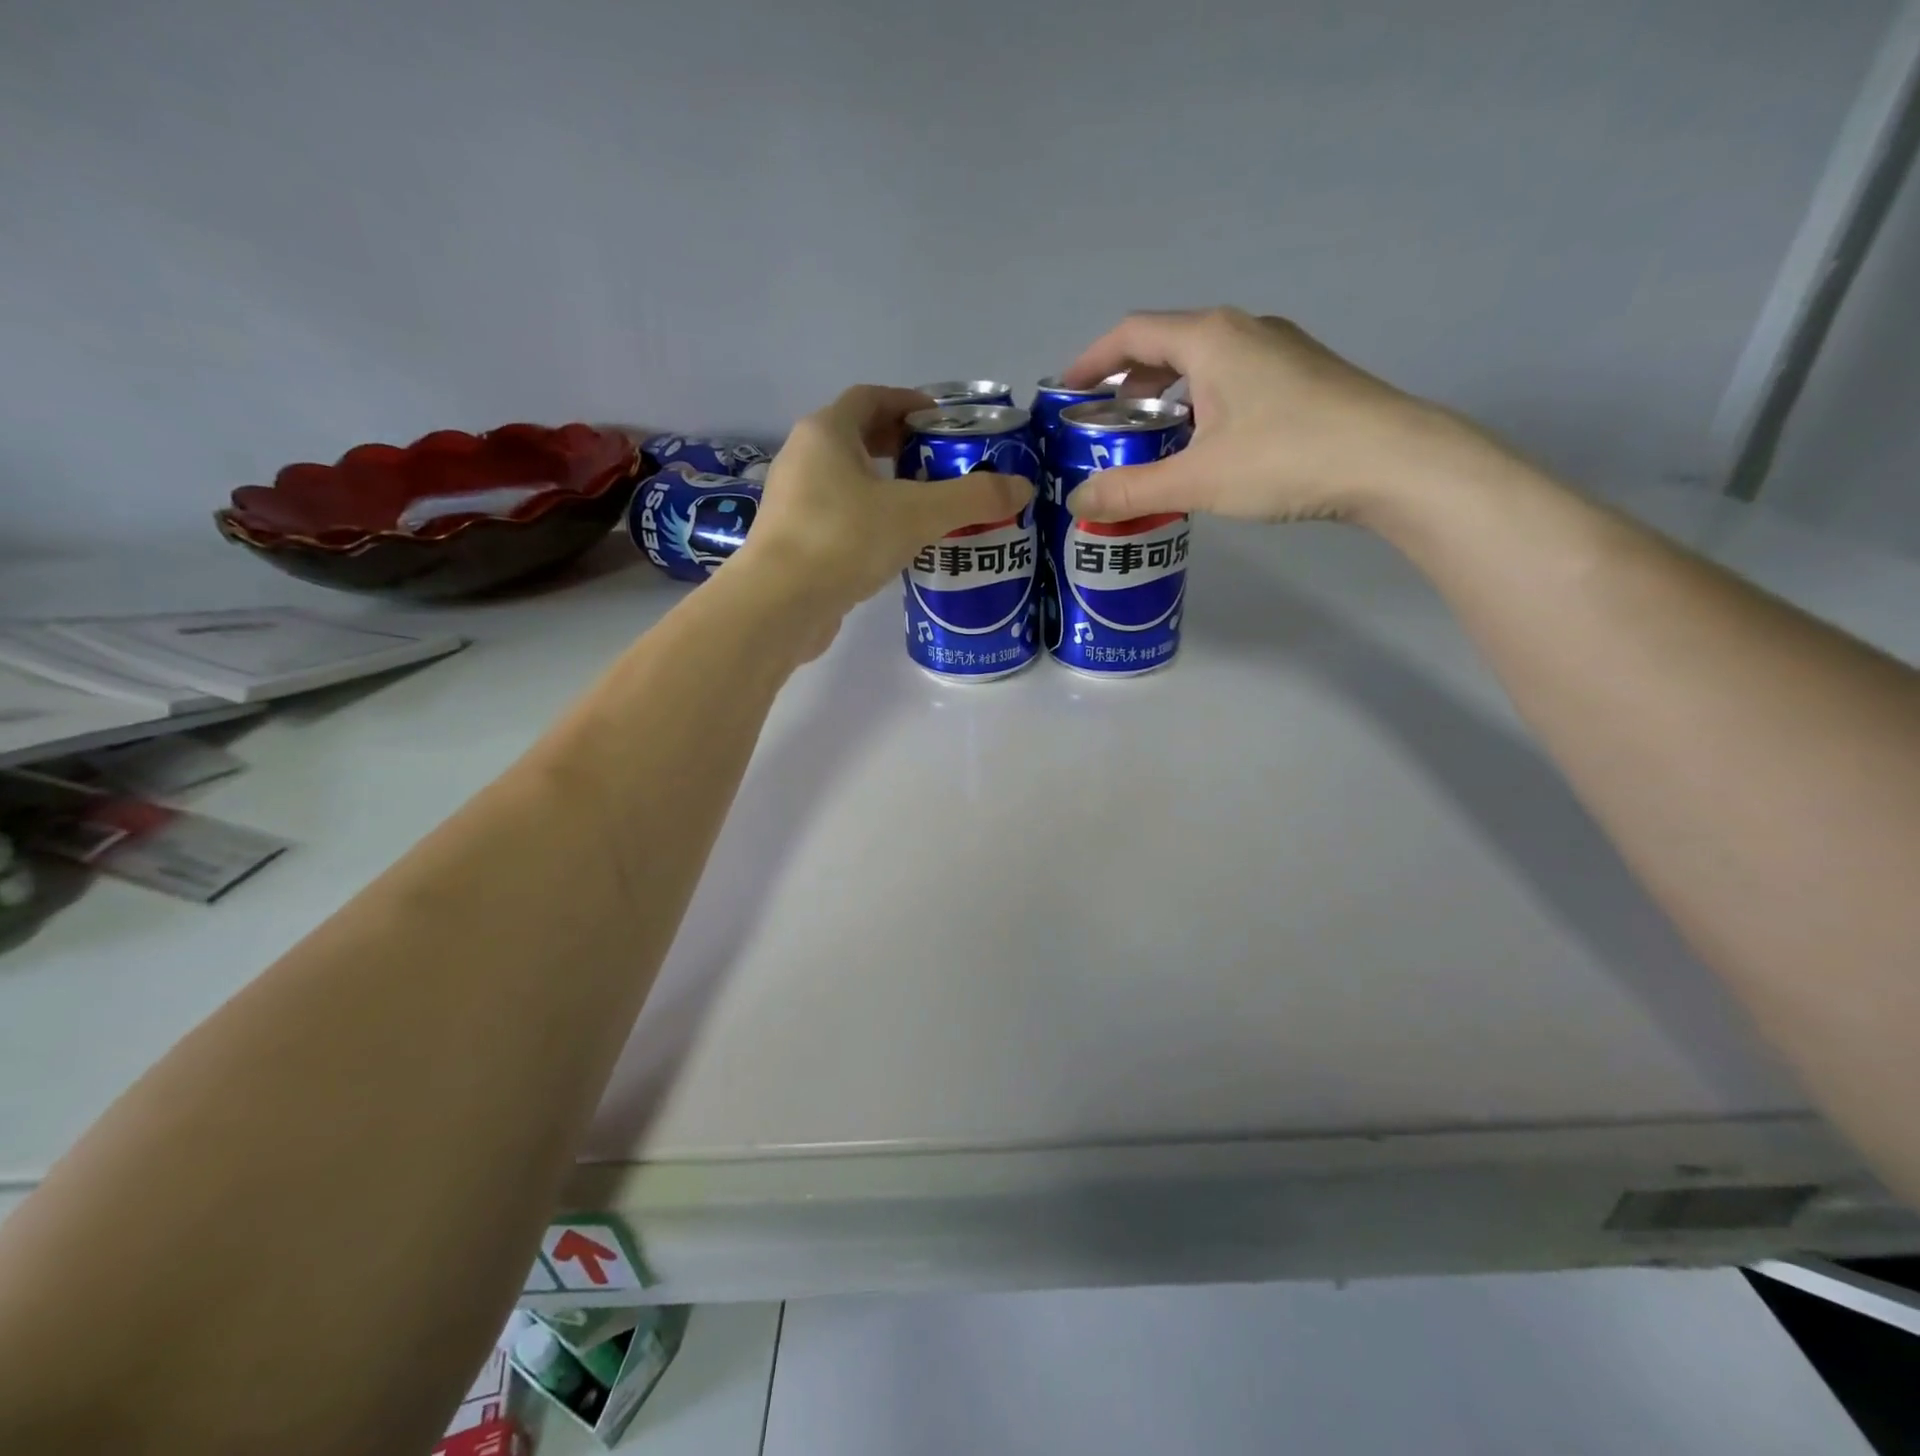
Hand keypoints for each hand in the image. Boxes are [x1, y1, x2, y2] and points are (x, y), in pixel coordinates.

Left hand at [734, 385, 1033, 617]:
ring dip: (886, 487)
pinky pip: (840, 517)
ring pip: (848, 482)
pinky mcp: (795, 542)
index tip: (943, 421)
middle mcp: (803, 459)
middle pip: (858, 438)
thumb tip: (1022, 487)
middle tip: (942, 465)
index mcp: (826, 432)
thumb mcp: (916, 514)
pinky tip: (898, 545)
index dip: (909, 403)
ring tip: (928, 507)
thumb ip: (971, 498)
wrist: (780, 605)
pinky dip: (870, 520)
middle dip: (901, 447)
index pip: (871, 398)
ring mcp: (794, 503)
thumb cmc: (844, 539)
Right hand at [1060, 308, 1504, 525]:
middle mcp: (1242, 330)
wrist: (1394, 461)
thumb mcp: (1197, 479)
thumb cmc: (1286, 457)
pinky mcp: (1301, 377)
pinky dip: (1199, 407)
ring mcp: (1278, 351)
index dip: (1091, 362)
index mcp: (1210, 339)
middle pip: (1165, 347)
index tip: (1064, 395)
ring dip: (1165, 399)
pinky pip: (1231, 382)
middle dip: (1126, 386)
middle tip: (1102, 430)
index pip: (1131, 334)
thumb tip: (1077, 502)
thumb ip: (1131, 491)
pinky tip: (1202, 449)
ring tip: (1146, 445)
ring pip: (1201, 367)